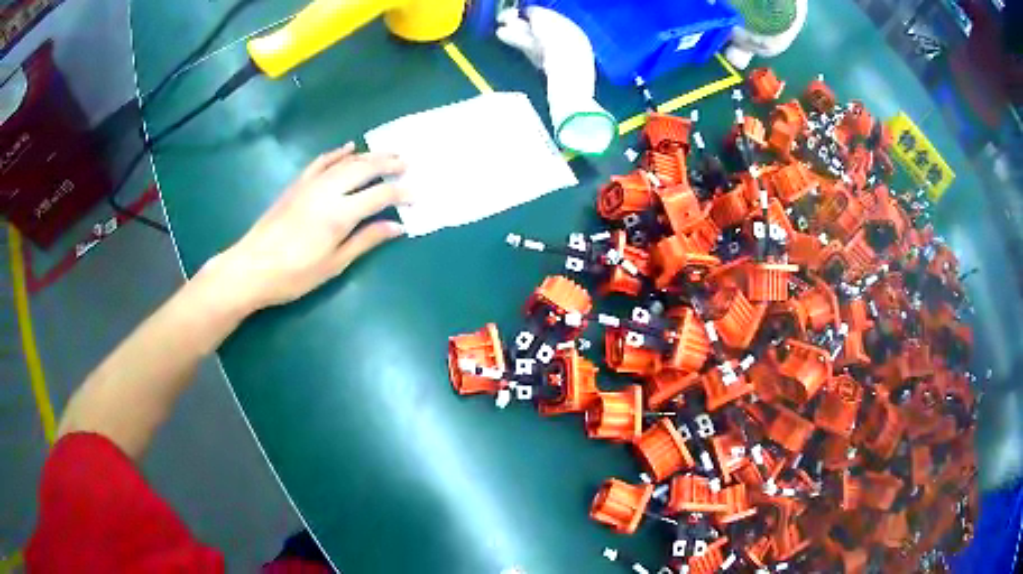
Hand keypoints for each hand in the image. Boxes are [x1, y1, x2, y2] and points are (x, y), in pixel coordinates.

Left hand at [208, 143, 406, 312]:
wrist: (251, 267)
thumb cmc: (294, 275)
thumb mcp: (334, 264)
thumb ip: (366, 240)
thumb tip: (397, 227)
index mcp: (339, 214)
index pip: (379, 195)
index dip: (401, 193)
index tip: (418, 193)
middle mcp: (327, 191)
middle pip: (364, 169)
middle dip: (388, 164)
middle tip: (407, 164)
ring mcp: (310, 184)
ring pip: (345, 161)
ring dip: (369, 155)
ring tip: (388, 154)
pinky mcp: (297, 184)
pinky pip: (321, 161)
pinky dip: (338, 153)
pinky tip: (349, 147)